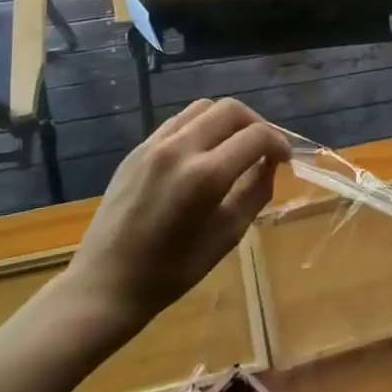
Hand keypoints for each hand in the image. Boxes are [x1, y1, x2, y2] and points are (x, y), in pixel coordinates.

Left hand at [62, 98, 290, 335]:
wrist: (106, 284)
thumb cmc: (172, 271)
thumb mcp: (228, 235)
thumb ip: (256, 192)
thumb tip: (270, 164)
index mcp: (206, 176)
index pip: (256, 136)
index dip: (279, 142)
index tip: (285, 158)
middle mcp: (180, 149)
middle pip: (231, 110)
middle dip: (256, 124)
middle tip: (263, 149)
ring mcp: (154, 145)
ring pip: (204, 107)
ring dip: (227, 121)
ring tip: (234, 146)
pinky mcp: (137, 149)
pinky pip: (178, 122)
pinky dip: (201, 127)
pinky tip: (203, 153)